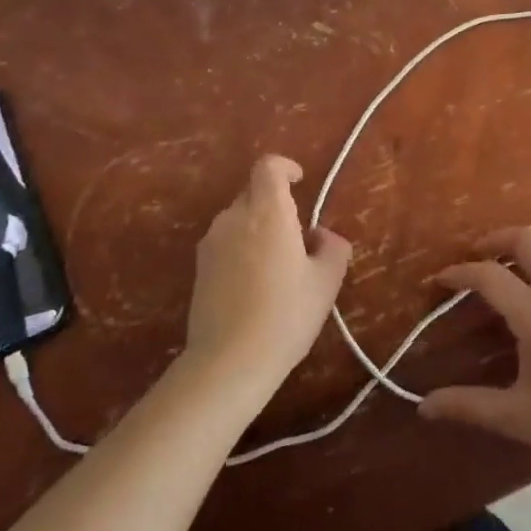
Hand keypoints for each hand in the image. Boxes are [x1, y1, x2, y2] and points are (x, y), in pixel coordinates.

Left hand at [185, 155, 349, 395]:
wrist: (228, 363)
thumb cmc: (286, 315)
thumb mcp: (326, 282)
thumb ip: (332, 248)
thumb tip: (321, 237)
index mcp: (267, 212)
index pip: (268, 167)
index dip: (285, 167)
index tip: (300, 181)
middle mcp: (234, 218)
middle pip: (254, 193)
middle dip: (276, 205)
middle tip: (298, 238)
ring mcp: (211, 244)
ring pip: (239, 220)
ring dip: (258, 230)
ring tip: (278, 267)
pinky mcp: (198, 270)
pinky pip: (226, 244)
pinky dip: (242, 251)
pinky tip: (255, 286)